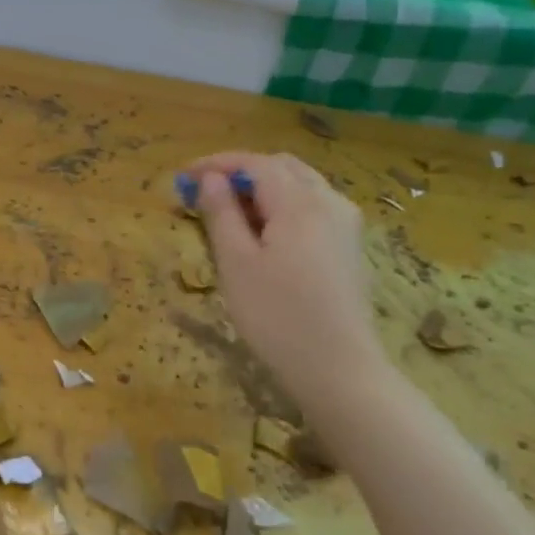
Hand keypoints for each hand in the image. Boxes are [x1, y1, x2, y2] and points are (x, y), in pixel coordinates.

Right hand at [188, 151, 388, 413]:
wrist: (340, 372)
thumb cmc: (277, 318)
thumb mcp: (236, 264)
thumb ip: (221, 214)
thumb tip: (210, 179)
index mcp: (300, 203)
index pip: (255, 163)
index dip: (216, 163)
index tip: (184, 176)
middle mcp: (329, 203)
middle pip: (281, 167)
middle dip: (241, 172)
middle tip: (205, 193)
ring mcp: (346, 225)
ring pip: (301, 185)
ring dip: (263, 188)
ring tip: (230, 213)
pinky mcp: (350, 247)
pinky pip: (314, 207)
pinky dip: (284, 205)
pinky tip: (265, 234)